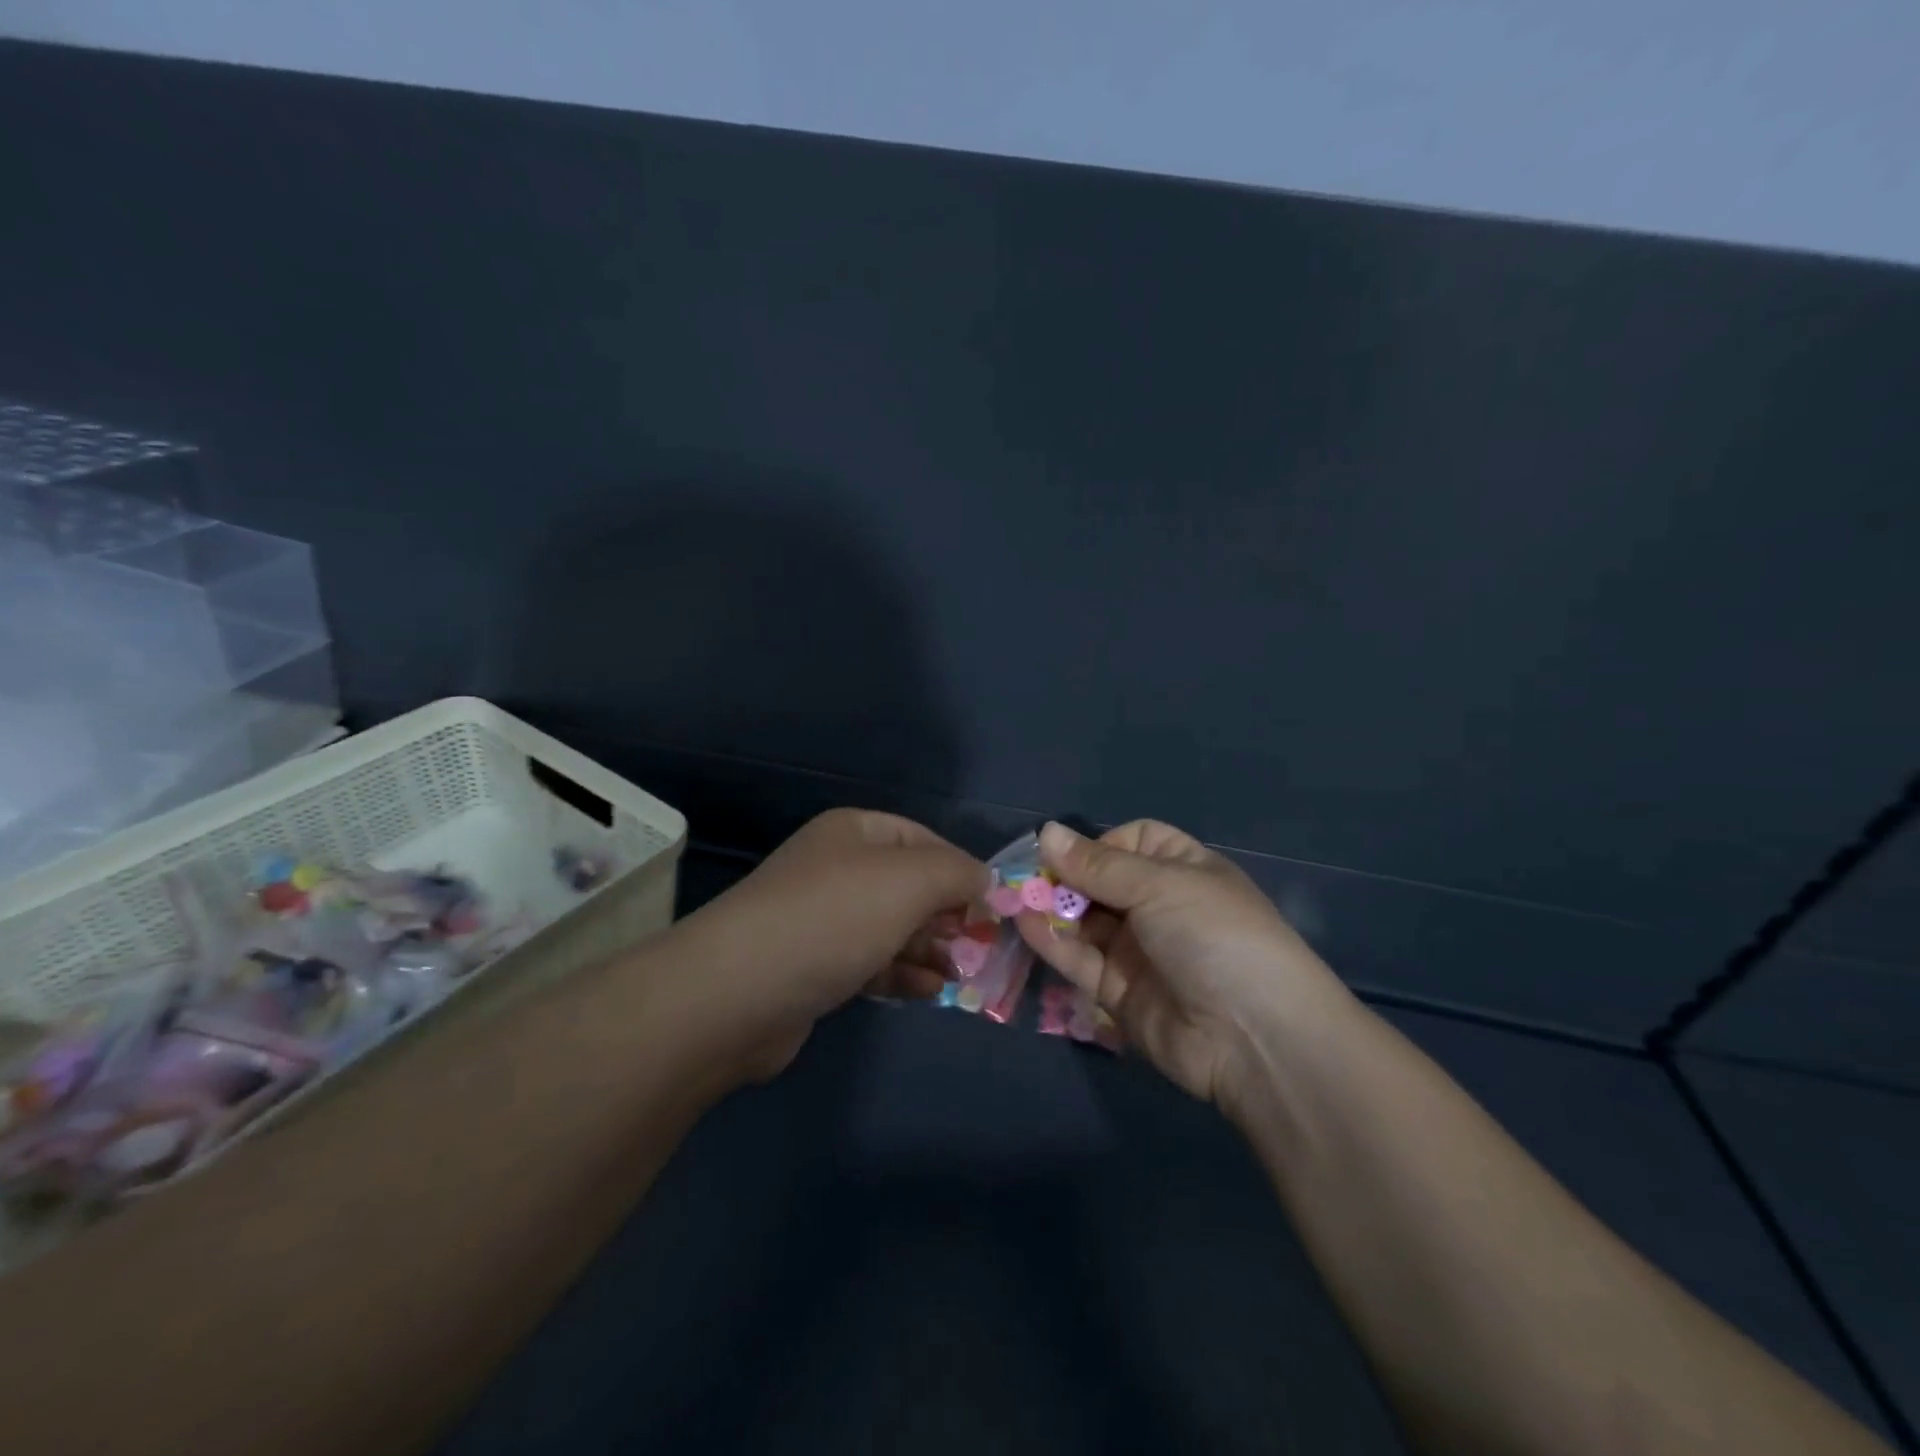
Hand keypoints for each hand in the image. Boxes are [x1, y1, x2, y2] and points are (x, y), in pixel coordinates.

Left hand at [676, 809, 987, 1079]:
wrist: (737, 994)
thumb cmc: (832, 919)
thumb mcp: (908, 881)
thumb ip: (957, 873)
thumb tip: (985, 880)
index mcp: (854, 833)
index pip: (924, 839)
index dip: (962, 869)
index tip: (994, 906)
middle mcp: (837, 869)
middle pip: (910, 885)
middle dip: (949, 914)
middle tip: (982, 947)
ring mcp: (823, 919)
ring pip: (893, 927)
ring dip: (931, 949)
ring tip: (963, 974)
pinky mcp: (814, 967)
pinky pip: (871, 962)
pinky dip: (902, 974)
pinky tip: (929, 992)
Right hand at [1016, 820, 1352, 1113]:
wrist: (1252, 1037)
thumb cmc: (1213, 935)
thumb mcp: (1160, 885)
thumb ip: (1097, 865)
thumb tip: (1046, 832)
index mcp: (1183, 870)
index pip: (1134, 841)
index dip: (1101, 844)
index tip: (1071, 854)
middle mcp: (1158, 906)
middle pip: (1100, 881)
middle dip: (1064, 876)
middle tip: (1022, 875)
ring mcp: (1137, 950)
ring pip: (1084, 920)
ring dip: (1050, 907)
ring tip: (1011, 895)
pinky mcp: (1117, 991)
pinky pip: (1079, 958)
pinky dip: (1051, 940)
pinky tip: (1023, 922)